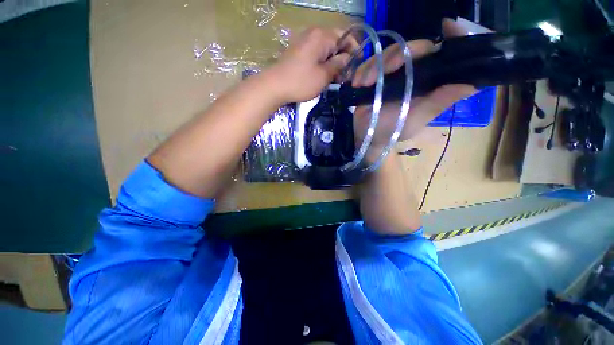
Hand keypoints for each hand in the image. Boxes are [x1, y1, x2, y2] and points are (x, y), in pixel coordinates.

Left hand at [266, 27, 356, 103]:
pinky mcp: (299, 51)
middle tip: (345, 76)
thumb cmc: (301, 82)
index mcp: (322, 36)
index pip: (346, 37)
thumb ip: (338, 65)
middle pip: (336, 42)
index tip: (356, 66)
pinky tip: (323, 76)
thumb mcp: (323, 76)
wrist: (274, 86)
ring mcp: (304, 42)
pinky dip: (323, 63)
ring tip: (335, 79)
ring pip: (326, 49)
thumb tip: (347, 58)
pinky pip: (316, 53)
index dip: (354, 50)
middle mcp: (314, 34)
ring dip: (333, 62)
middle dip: (343, 58)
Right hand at [352, 19, 476, 153]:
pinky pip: (369, 63)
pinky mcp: (373, 76)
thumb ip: (438, 103)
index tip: (448, 25)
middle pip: (413, 47)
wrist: (368, 136)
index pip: (444, 53)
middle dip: (398, 55)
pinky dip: (363, 71)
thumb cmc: (393, 130)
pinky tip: (359, 84)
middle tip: (386, 69)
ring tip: (365, 83)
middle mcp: (412, 72)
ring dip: (375, 66)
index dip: (451, 37)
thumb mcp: (417, 119)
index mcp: (428, 81)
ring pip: (389, 53)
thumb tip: (471, 85)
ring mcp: (391, 73)